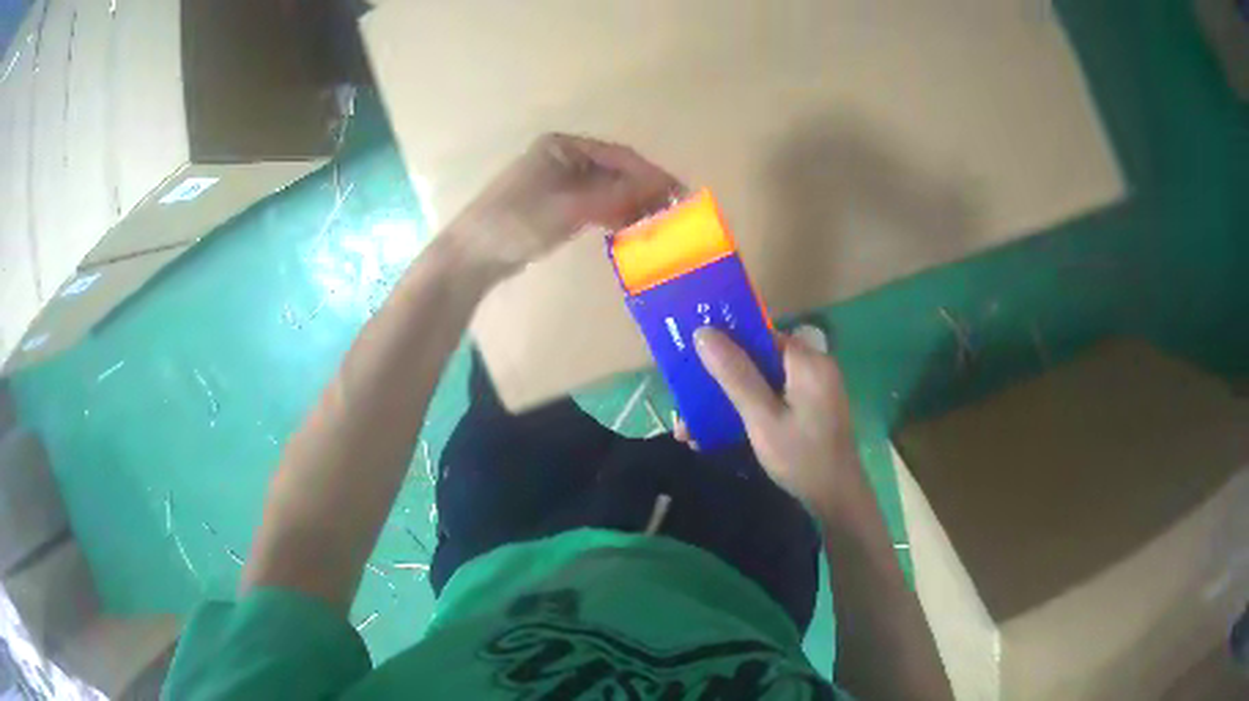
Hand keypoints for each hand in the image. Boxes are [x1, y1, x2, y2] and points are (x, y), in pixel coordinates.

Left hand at [447, 133, 681, 277]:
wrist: (473, 255)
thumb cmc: (518, 221)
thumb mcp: (571, 206)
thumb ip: (618, 196)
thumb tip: (663, 188)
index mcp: (564, 146)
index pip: (619, 156)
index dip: (651, 175)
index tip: (680, 194)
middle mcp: (564, 157)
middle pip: (615, 172)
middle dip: (643, 192)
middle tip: (674, 214)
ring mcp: (559, 182)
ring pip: (606, 191)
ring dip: (630, 206)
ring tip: (657, 226)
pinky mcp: (555, 206)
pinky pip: (593, 206)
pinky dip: (612, 216)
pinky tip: (629, 231)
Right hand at [694, 327, 861, 519]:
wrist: (837, 499)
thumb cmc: (801, 457)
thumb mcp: (762, 417)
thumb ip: (735, 374)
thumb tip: (703, 332)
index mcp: (807, 361)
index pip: (760, 334)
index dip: (726, 341)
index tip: (692, 356)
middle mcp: (813, 367)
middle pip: (759, 359)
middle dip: (721, 378)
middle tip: (687, 400)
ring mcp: (812, 390)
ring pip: (762, 382)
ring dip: (730, 399)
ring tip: (692, 426)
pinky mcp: (809, 409)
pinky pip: (772, 398)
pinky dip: (748, 410)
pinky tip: (719, 433)